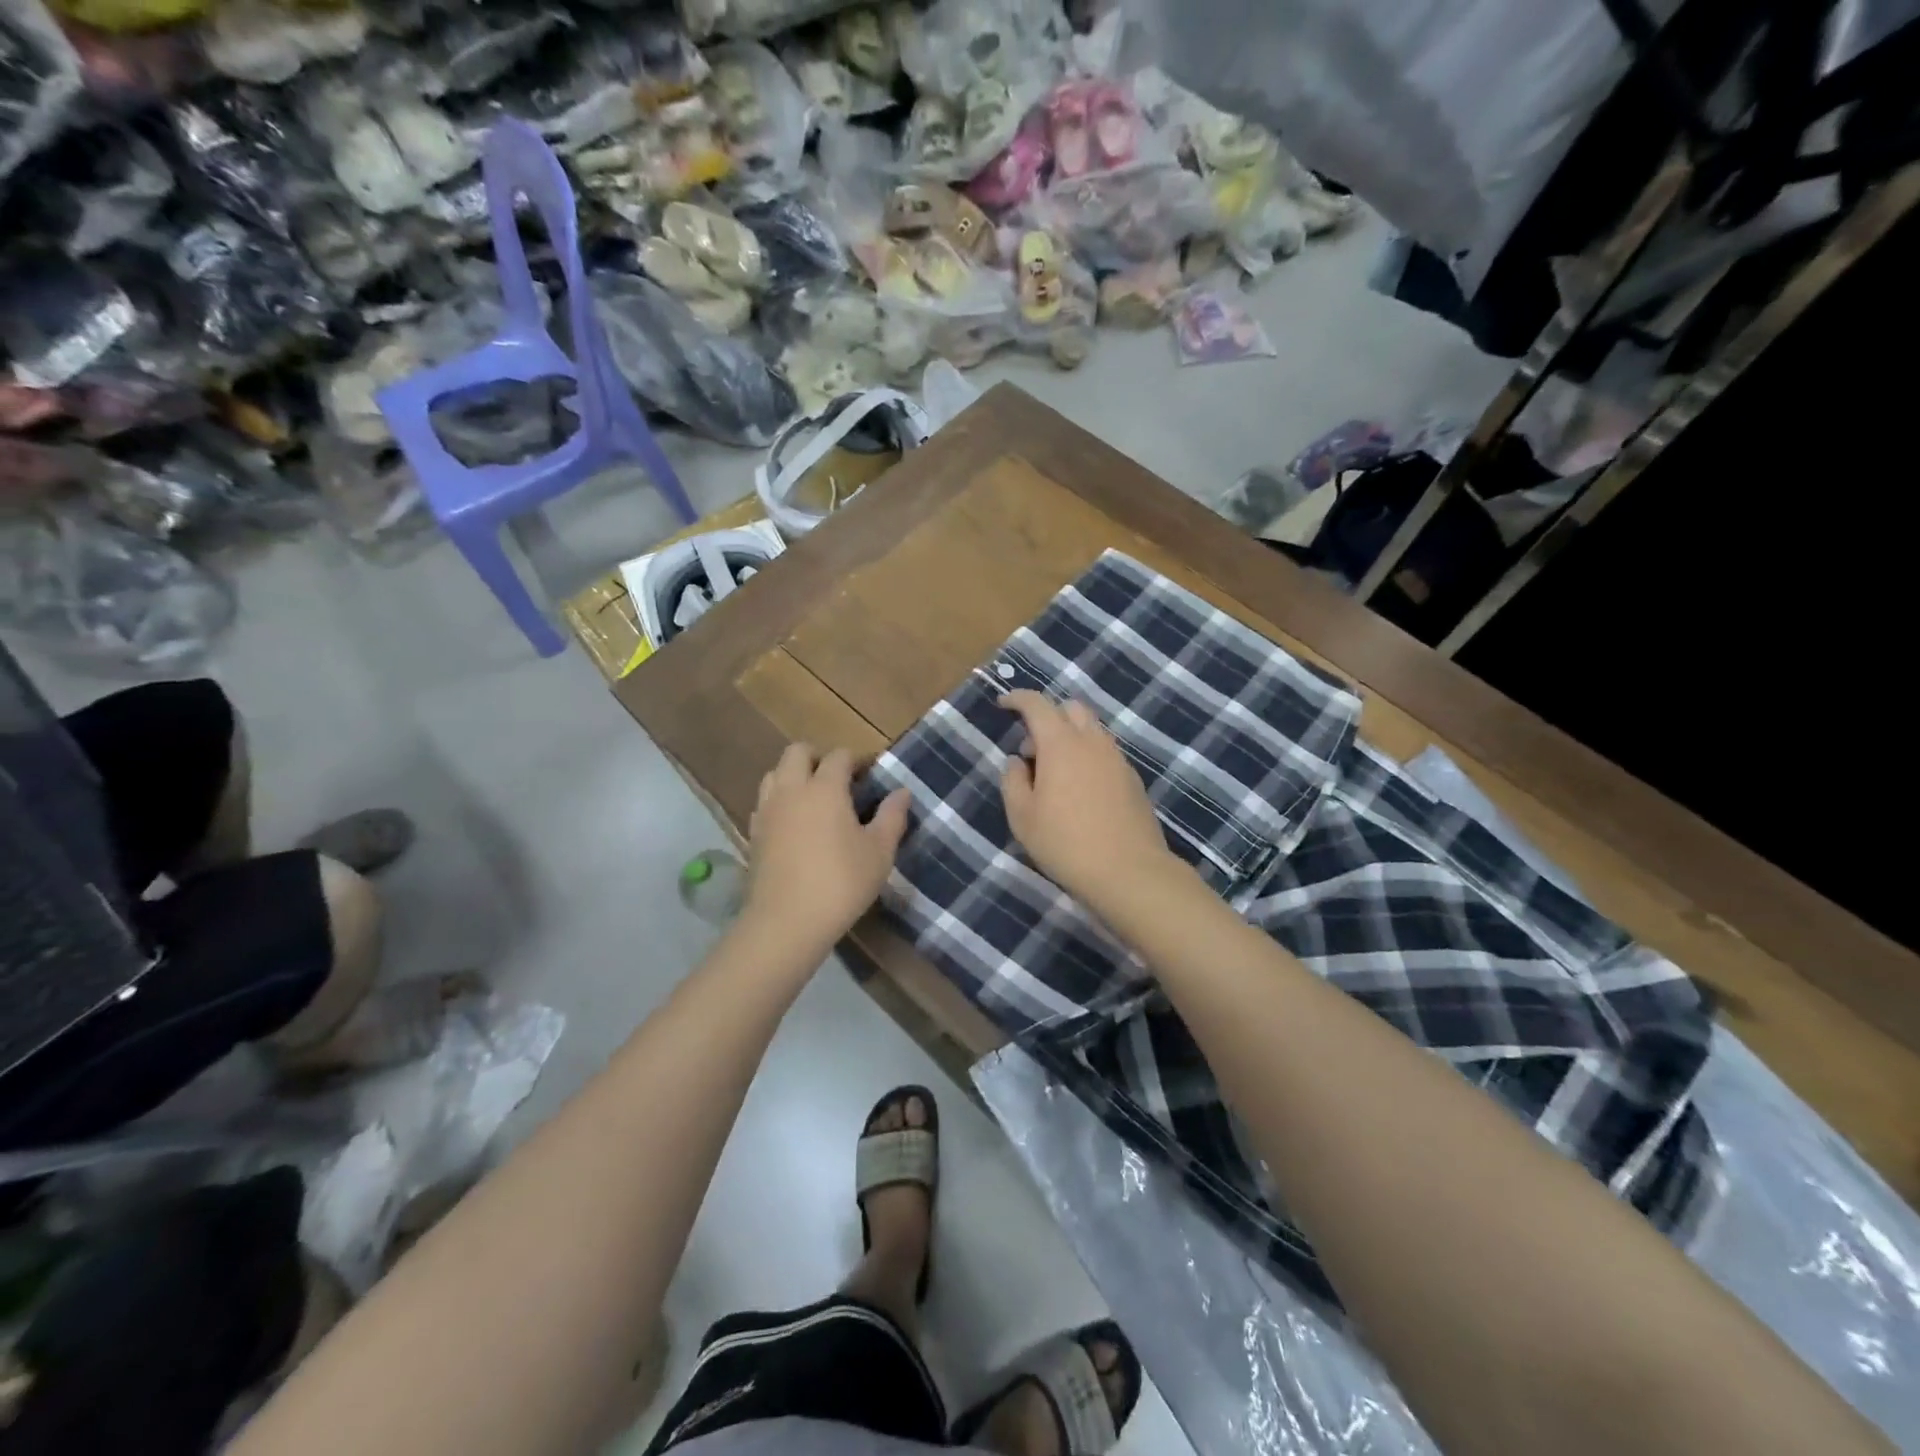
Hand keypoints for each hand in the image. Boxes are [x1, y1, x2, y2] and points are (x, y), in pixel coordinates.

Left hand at [745, 743, 909, 948]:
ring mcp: (767, 811)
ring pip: (775, 774)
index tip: (872, 774)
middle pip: (797, 752)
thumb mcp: (879, 852)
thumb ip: (892, 816)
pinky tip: (795, 825)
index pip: (839, 756)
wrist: (786, 922)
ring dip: (794, 776)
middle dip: (818, 758)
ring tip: (815, 800)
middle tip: (840, 781)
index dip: (857, 759)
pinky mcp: (753, 833)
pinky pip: (765, 802)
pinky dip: (780, 802)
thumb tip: (902, 792)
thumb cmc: (841, 883)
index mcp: (824, 788)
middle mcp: (791, 790)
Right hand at [999, 691, 1177, 912]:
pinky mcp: (1133, 779)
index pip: (1037, 705)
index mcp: (1061, 744)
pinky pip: (1105, 752)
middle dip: (1047, 716)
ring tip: (1054, 774)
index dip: (1018, 698)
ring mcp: (1117, 759)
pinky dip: (1088, 756)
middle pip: (1071, 708)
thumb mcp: (1022, 817)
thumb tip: (1017, 761)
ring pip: (1092, 729)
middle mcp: (1092, 742)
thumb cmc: (1066, 844)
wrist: (1129, 872)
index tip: (1003, 703)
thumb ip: (1013, 781)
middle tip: (1031, 749)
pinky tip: (1080, 791)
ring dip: (1070, 737)